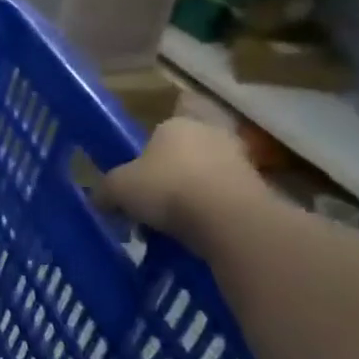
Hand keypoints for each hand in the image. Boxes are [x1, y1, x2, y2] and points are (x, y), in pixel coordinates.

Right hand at [94, 119, 269, 245]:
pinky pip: (222, 199)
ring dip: (188, 197)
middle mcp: (210, 134)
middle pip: (182, 154)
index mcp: (175, 124)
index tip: (135, 179)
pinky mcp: (258, 189)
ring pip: (203, 177)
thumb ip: (105, 191)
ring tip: (168, 226)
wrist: (228, 219)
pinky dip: (208, 214)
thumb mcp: (116, 189)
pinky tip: (192, 233)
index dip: (145, 155)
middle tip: (149, 203)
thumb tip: (101, 200)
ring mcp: (239, 160)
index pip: (158, 130)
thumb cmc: (164, 188)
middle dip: (168, 176)